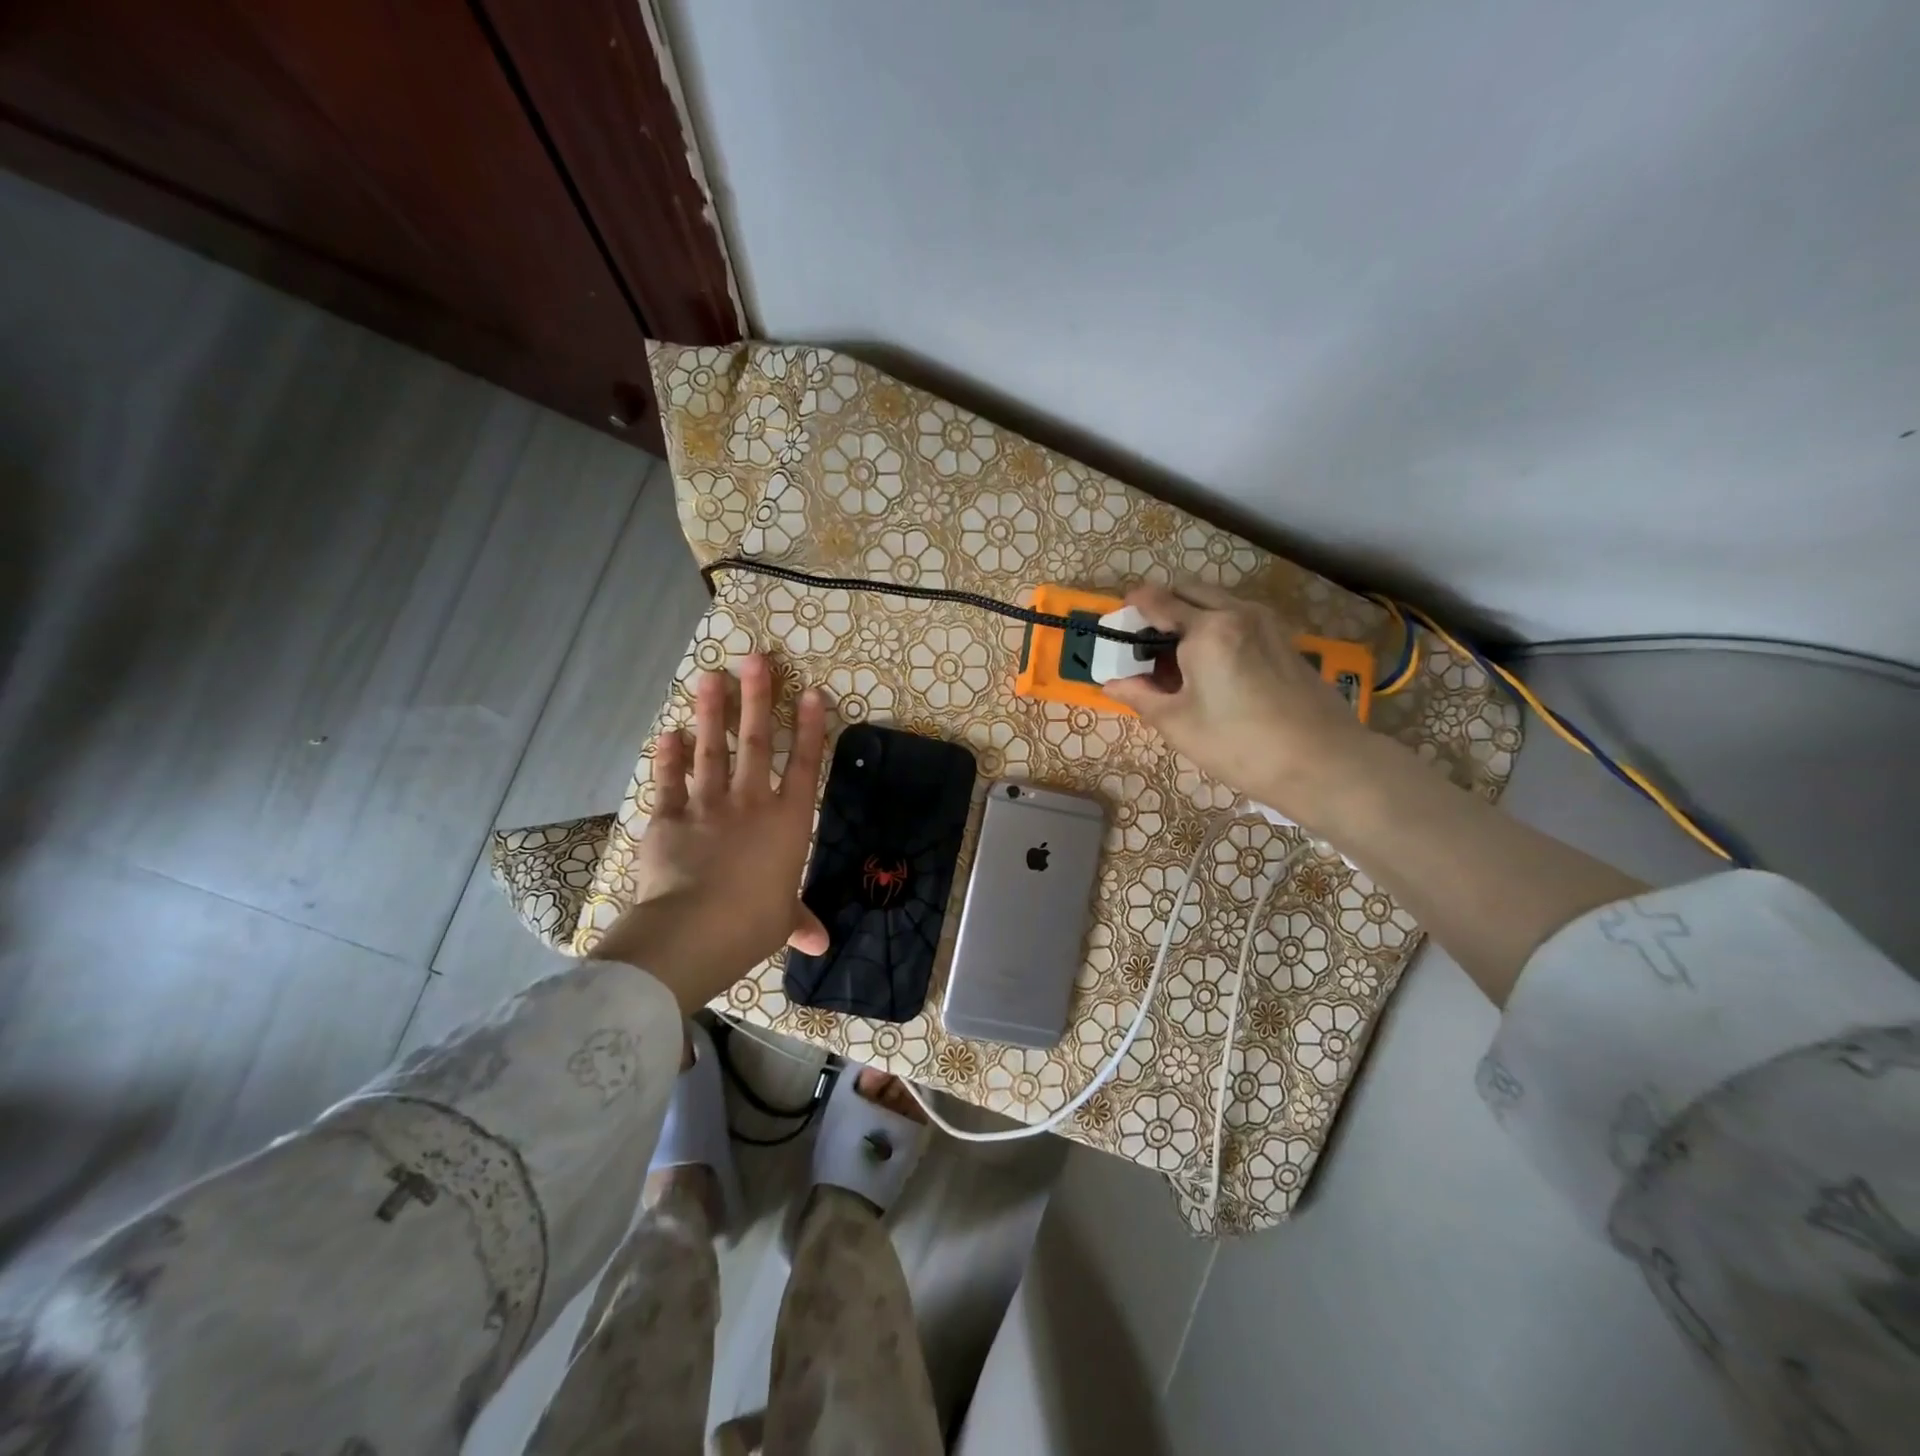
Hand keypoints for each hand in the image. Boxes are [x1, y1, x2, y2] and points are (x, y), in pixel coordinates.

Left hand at [591, 654, 829, 1012]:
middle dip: (758, 699)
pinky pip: (670, 780)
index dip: (811, 729)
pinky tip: (668, 733)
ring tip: (710, 676)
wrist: (695, 929)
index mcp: (787, 823)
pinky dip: (669, 756)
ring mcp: (708, 805)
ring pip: (712, 750)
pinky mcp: (670, 817)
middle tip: (756, 660)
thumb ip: (799, 920)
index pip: (806, 766)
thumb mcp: (782, 922)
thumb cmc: (753, 922)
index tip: (812, 694)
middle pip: (757, 742)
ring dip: (711, 712)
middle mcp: (751, 802)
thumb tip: (820, 942)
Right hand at [1103, 582, 1369, 824]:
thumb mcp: (1178, 724)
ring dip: (1191, 614)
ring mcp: (1266, 622)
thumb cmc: (1239, 745)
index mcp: (1206, 629)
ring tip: (1176, 657)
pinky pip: (1238, 617)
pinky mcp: (1283, 639)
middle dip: (1162, 606)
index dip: (1132, 607)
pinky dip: (1216, 625)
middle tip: (1145, 641)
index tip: (1117, 621)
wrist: (1322, 761)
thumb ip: (1140, 696)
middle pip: (1189, 590)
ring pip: (1217, 601)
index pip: (1158, 601)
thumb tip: (1111, 683)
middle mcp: (1237, 612)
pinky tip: (1211, 665)